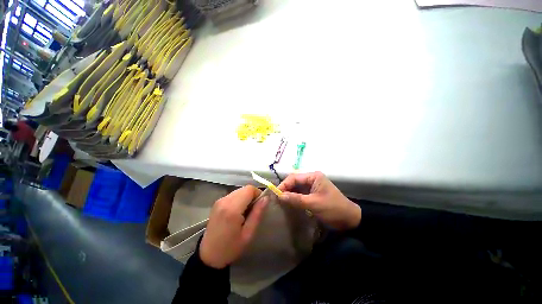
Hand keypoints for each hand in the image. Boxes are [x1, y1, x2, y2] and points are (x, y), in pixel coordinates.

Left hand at [199, 186, 267, 268]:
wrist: (209, 256)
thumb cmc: (230, 247)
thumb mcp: (248, 233)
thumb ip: (257, 213)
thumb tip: (266, 198)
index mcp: (232, 208)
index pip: (249, 189)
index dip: (258, 193)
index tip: (260, 204)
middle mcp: (224, 201)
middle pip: (244, 189)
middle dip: (252, 195)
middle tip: (254, 209)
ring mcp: (219, 201)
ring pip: (239, 191)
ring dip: (246, 197)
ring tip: (246, 211)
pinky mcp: (217, 202)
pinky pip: (233, 195)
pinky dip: (239, 199)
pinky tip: (238, 211)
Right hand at [278, 172, 360, 229]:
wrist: (349, 220)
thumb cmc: (333, 208)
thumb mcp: (313, 203)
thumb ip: (296, 199)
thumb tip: (280, 196)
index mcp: (313, 177)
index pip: (294, 177)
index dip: (284, 185)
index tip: (276, 194)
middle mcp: (312, 179)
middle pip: (294, 182)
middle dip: (286, 189)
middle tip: (277, 199)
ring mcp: (312, 187)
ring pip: (297, 188)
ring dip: (289, 194)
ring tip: (280, 201)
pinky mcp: (313, 194)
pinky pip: (300, 194)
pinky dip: (294, 198)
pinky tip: (288, 204)